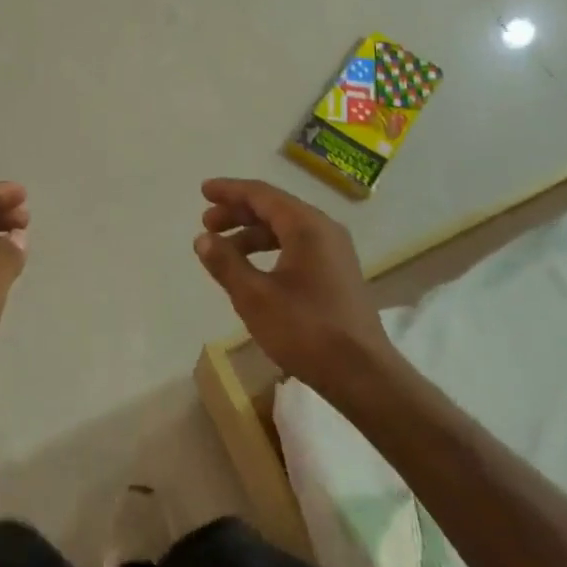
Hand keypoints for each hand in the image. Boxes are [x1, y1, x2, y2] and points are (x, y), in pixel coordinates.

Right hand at [196, 178, 399, 401]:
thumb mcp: (255, 298)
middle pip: (274, 208)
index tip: (204, 191)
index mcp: (306, 226)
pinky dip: (270, 248)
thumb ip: (226, 263)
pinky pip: (297, 246)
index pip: (261, 194)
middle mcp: (324, 229)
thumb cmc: (306, 331)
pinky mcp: (338, 273)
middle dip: (238, 212)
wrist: (364, 375)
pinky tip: (253, 269)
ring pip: (286, 228)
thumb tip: (203, 238)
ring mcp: (335, 251)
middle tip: (207, 223)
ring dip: (252, 233)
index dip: (229, 190)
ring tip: (224, 250)